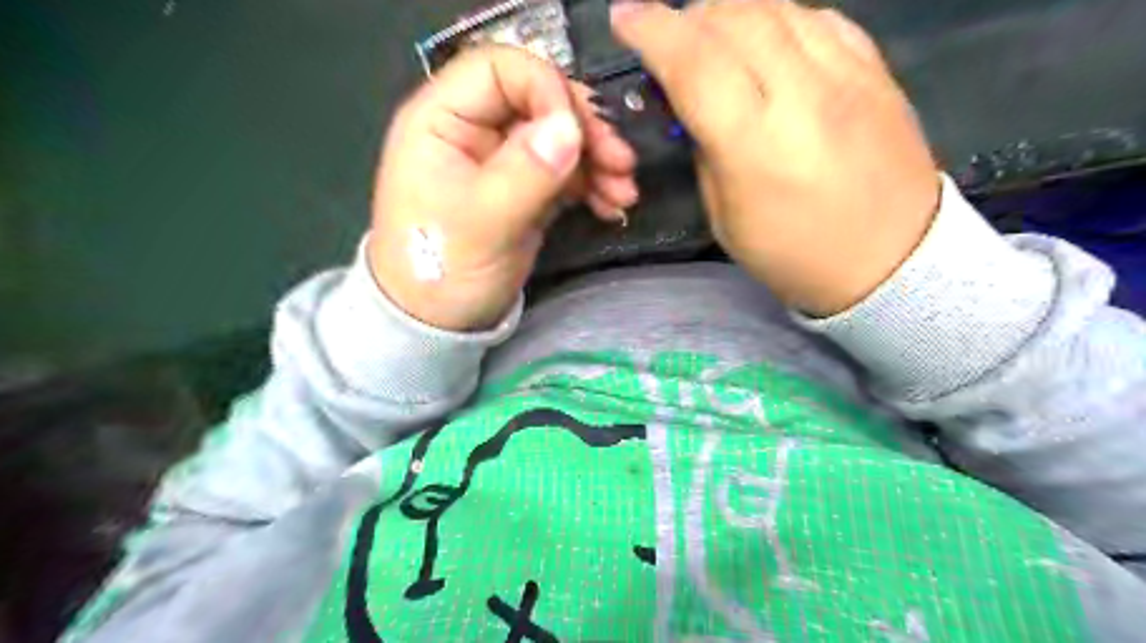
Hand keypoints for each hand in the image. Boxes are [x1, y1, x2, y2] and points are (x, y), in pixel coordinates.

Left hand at [369, 45, 635, 331]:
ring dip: (597, 159)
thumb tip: (570, 127)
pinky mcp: (523, 189)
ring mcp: (501, 160)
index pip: (499, 69)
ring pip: (557, 137)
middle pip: (538, 101)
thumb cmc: (442, 270)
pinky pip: (564, 171)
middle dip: (584, 129)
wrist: (438, 323)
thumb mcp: (483, 223)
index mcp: (442, 121)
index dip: (545, 88)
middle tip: (621, 163)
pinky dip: (591, 184)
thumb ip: (526, 172)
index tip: (578, 131)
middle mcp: (473, 131)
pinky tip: (612, 205)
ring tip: (624, 193)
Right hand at [613, 1, 933, 315]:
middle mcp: (802, 94)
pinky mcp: (876, 69)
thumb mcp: (726, 219)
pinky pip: (818, 17)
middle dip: (688, 16)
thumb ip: (706, 153)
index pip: (694, 63)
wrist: (893, 259)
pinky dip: (779, 17)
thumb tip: (694, 109)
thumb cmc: (795, 254)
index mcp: (755, 144)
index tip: (625, 17)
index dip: (651, 30)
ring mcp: (847, 74)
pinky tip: (768, 40)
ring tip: (714, 37)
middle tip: (672, 38)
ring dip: (731, 10)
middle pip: (733, 16)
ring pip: (777, 4)